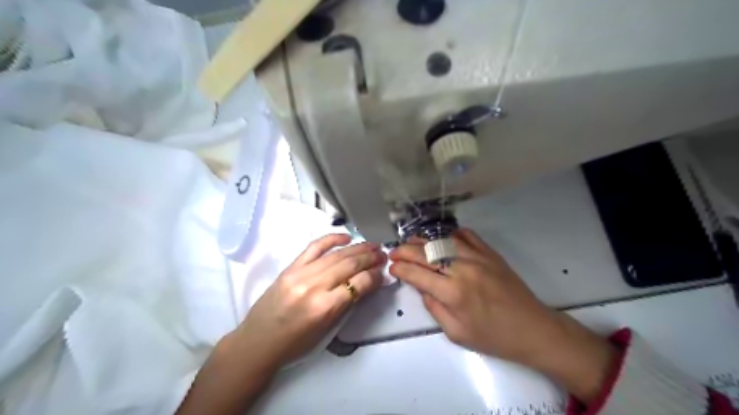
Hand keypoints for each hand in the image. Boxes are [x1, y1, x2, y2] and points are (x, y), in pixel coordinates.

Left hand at [234, 233, 387, 369]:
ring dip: (358, 248)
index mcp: (325, 308)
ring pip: (336, 255)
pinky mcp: (290, 267)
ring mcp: (300, 274)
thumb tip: (367, 283)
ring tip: (372, 245)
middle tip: (383, 254)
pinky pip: (314, 247)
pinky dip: (332, 239)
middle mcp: (314, 287)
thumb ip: (348, 304)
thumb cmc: (295, 344)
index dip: (375, 276)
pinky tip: (346, 237)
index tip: (382, 273)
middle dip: (370, 258)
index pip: (359, 284)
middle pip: (349, 265)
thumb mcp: (327, 330)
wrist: (257, 342)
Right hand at [389, 228, 615, 402]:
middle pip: (425, 253)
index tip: (392, 267)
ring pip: (442, 240)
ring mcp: (477, 257)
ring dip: (422, 240)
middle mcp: (462, 269)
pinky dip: (450, 234)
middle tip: (394, 252)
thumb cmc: (493, 337)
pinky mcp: (490, 253)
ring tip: (411, 242)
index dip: (400, 268)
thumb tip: (422, 288)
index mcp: (452, 293)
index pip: (417, 274)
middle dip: (405, 251)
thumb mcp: (456, 333)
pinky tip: (441, 238)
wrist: (532, 329)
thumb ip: (434, 308)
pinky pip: (467, 235)